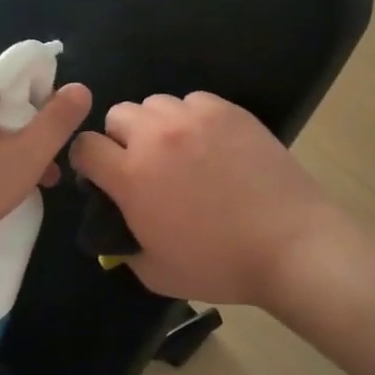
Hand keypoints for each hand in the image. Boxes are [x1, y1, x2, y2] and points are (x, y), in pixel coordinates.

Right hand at [69, 92, 331, 310]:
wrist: (291, 245)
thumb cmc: (220, 265)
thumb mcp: (155, 273)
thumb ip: (124, 246)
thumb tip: (118, 227)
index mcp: (132, 175)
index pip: (84, 146)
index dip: (89, 162)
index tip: (104, 178)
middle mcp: (156, 136)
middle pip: (117, 114)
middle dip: (120, 139)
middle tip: (143, 166)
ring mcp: (195, 118)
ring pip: (155, 103)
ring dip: (156, 125)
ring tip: (179, 151)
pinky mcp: (228, 110)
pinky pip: (193, 101)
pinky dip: (192, 118)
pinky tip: (210, 143)